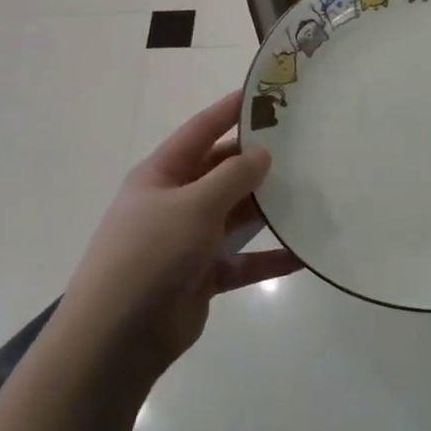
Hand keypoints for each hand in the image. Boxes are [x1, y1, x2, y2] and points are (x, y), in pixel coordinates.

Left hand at [55, 91, 300, 377]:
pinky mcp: (202, 275)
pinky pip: (242, 261)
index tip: (265, 94)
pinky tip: (303, 253)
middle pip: (221, 172)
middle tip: (302, 145)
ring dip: (267, 208)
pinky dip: (268, 257)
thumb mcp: (193, 206)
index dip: (230, 110)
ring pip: (235, 215)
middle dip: (257, 161)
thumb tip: (262, 154)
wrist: (118, 337)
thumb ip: (232, 177)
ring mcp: (189, 241)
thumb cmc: (151, 254)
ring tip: (311, 193)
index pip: (200, 131)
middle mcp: (175, 202)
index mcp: (161, 174)